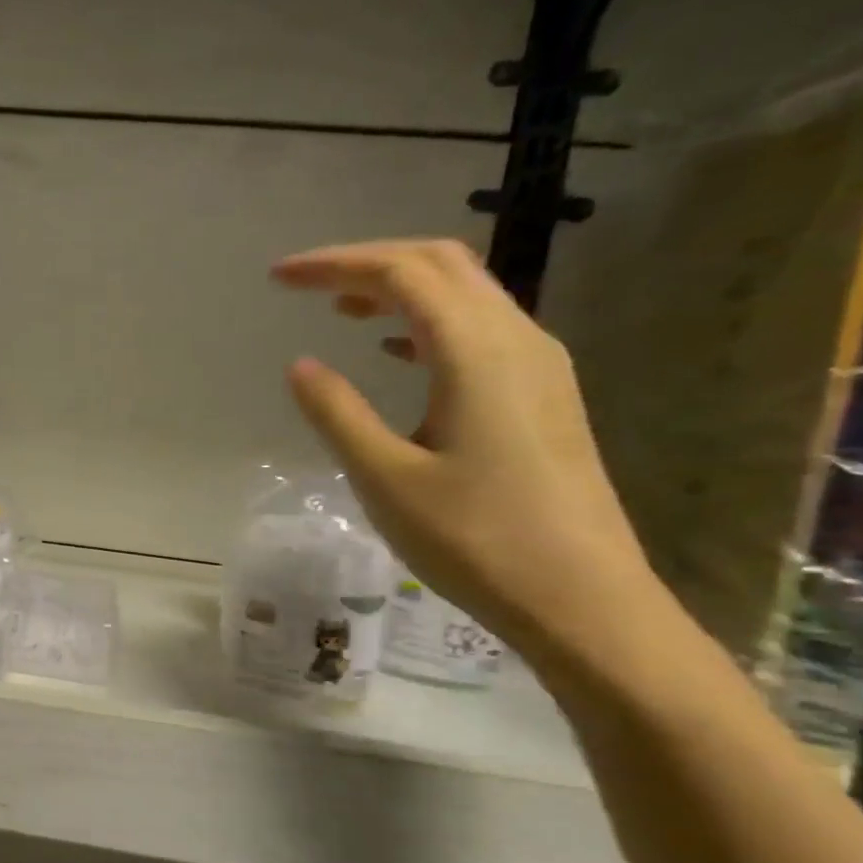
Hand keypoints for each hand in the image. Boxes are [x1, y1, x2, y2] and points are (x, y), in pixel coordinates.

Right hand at [274, 239, 654, 657]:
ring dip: (401, 289)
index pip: (401, 273)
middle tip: (307, 283)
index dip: (336, 265)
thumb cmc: (475, 540)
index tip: (280, 278)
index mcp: (477, 351)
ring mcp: (538, 366)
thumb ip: (338, 413)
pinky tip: (396, 351)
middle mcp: (517, 339)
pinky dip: (428, 322)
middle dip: (369, 262)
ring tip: (342, 309)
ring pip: (466, 294)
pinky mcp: (543, 395)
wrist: (583, 600)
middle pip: (441, 265)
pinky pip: (481, 330)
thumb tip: (301, 365)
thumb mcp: (386, 478)